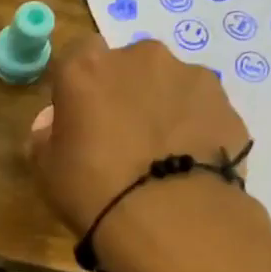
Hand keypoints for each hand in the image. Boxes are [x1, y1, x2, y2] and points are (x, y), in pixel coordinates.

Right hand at [29, 36, 253, 234]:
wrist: (169, 216)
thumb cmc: (92, 190)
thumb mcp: (47, 171)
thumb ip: (45, 138)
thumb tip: (52, 124)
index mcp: (87, 68)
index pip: (76, 55)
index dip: (77, 86)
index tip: (77, 116)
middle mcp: (140, 57)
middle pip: (127, 66)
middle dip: (123, 92)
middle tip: (120, 137)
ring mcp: (189, 75)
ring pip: (168, 85)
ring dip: (161, 107)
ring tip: (160, 155)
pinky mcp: (225, 102)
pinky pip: (199, 110)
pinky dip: (193, 128)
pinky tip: (189, 164)